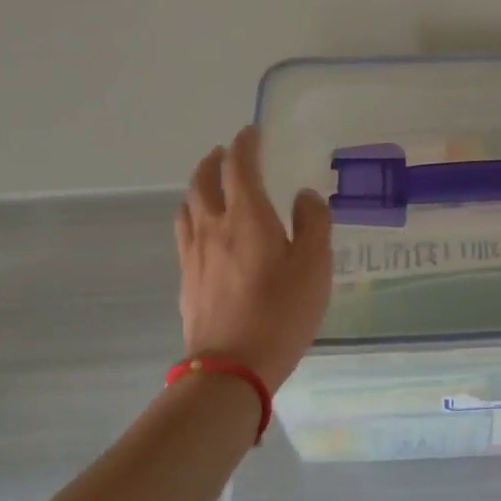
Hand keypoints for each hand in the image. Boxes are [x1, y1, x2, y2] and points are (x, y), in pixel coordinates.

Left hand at [175, 125, 332, 393]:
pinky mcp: (186, 281)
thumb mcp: (315, 264)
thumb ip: (313, 222)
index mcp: (246, 216)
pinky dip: (194, 219)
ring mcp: (194, 255)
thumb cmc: (282, 311)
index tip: (252, 132)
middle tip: (226, 154)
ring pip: (187, 207)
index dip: (245, 144)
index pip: (239, 166)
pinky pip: (185, 236)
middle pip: (202, 181)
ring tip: (211, 188)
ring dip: (198, 188)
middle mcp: (213, 227)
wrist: (232, 368)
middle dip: (214, 161)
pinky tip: (206, 234)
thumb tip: (303, 195)